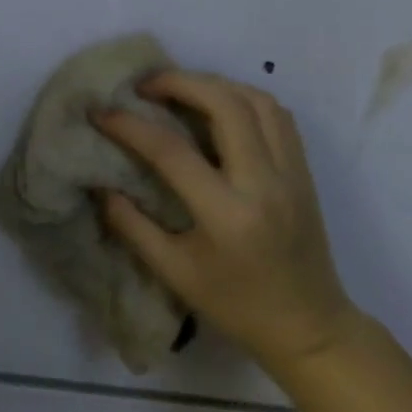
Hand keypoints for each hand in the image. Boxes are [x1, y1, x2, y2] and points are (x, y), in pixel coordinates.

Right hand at [95, 73, 357, 373]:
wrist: (311, 328)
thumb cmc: (237, 305)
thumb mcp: (173, 272)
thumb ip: (131, 224)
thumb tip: (100, 184)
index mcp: (227, 214)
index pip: (172, 151)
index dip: (130, 126)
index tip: (100, 112)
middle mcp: (265, 183)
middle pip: (225, 105)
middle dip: (179, 82)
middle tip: (143, 85)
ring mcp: (292, 173)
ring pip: (257, 100)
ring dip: (213, 84)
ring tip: (179, 88)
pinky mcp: (304, 171)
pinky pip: (277, 115)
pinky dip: (242, 97)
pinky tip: (217, 105)